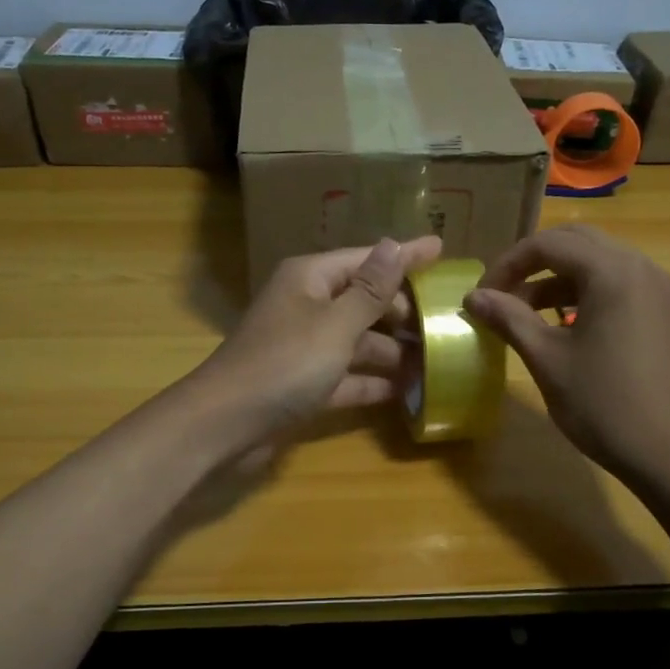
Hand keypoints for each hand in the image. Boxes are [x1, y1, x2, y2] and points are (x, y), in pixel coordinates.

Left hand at [194, 236, 442, 445]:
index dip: (404, 256)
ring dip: (392, 351)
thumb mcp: (335, 324)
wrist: (226, 424)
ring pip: (358, 341)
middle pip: (363, 300)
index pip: (366, 259)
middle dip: (401, 310)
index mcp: (310, 280)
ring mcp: (305, 347)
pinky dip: (372, 382)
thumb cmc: (284, 363)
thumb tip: (395, 244)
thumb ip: (370, 289)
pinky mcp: (305, 384)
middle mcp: (307, 307)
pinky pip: (347, 376)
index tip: (442, 249)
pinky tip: (406, 392)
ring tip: (436, 360)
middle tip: (443, 322)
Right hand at [464, 226, 669, 478]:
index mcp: (612, 272)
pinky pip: (615, 282)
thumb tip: (473, 297)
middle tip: (501, 294)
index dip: (507, 264)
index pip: (548, 244)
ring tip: (523, 313)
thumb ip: (509, 319)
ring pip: (596, 261)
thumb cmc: (603, 404)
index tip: (481, 296)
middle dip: (532, 262)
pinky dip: (582, 291)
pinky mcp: (661, 310)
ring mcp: (656, 288)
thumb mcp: (547, 359)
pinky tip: (560, 324)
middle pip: (575, 241)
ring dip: (556, 277)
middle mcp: (640, 267)